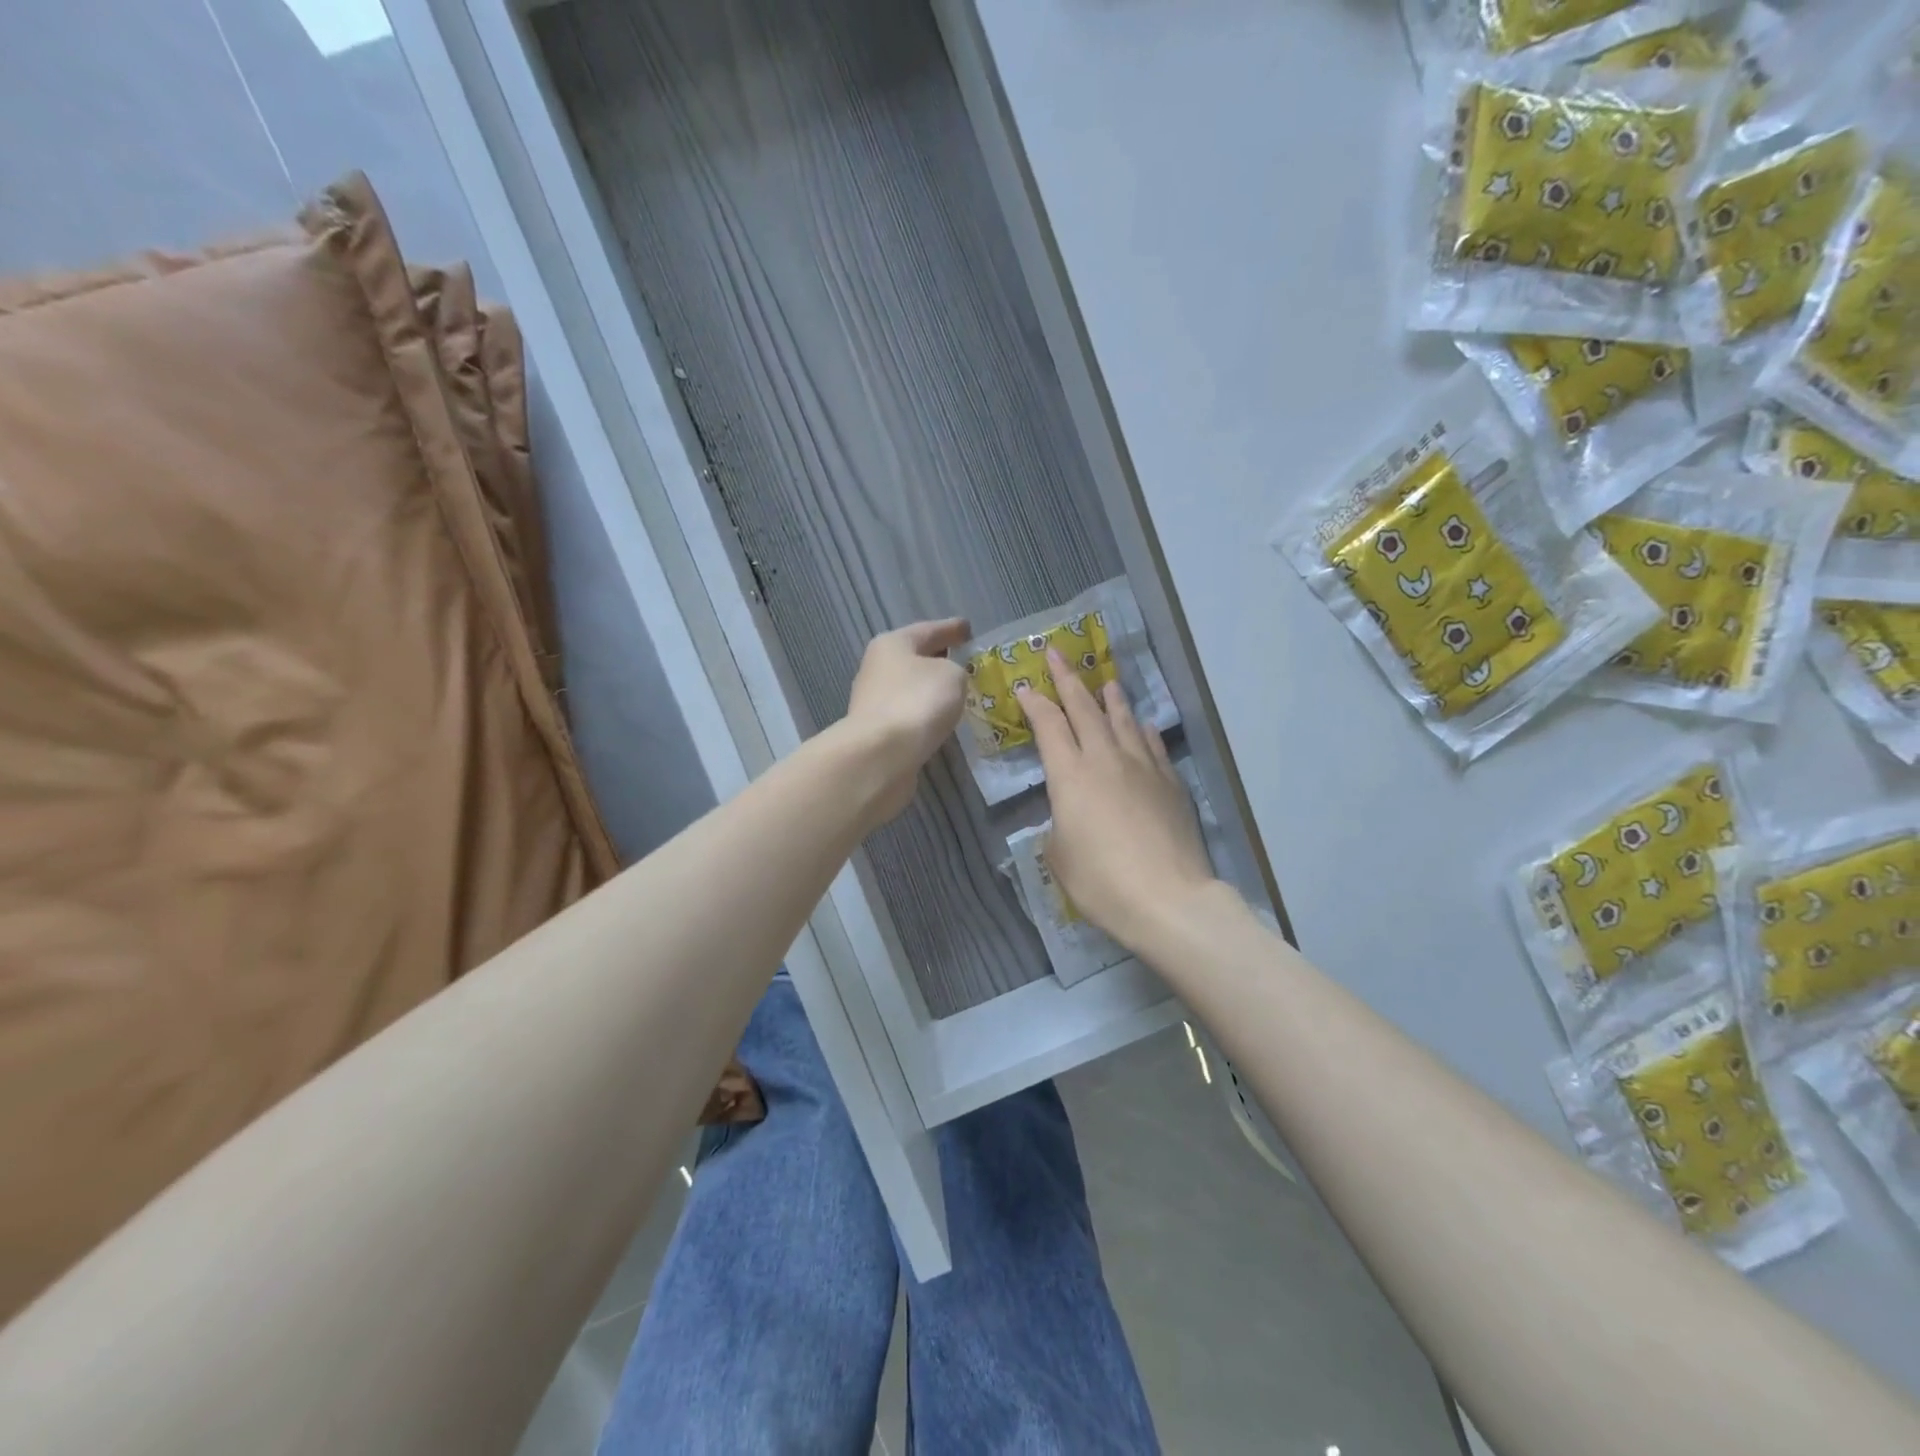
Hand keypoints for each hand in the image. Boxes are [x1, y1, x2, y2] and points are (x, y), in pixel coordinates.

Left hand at [843, 617, 970, 823]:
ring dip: (931, 690)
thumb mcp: (952, 675)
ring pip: (911, 688)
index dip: (951, 628)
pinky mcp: (878, 731)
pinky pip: (909, 714)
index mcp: (893, 644)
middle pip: (915, 658)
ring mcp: (874, 701)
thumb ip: (956, 669)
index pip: (929, 629)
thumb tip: (946, 678)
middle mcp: (877, 668)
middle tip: (965, 661)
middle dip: (939, 659)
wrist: (882, 754)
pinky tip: (941, 720)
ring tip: (959, 694)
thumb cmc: (918, 701)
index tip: (968, 628)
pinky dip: (924, 715)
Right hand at [1018, 649, 1214, 951]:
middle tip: (1057, 654)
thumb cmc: (1100, 881)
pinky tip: (1143, 724)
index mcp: (1069, 775)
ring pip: (1123, 720)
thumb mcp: (1059, 855)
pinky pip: (1153, 744)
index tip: (1024, 685)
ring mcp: (1142, 767)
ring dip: (1111, 698)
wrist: (1166, 898)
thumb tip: (1070, 814)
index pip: (1048, 725)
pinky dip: (1143, 729)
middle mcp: (1105, 759)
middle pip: (1084, 709)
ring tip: (1105, 681)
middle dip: (1068, 680)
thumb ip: (1059, 824)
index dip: (1034, 703)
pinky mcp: (1170, 783)